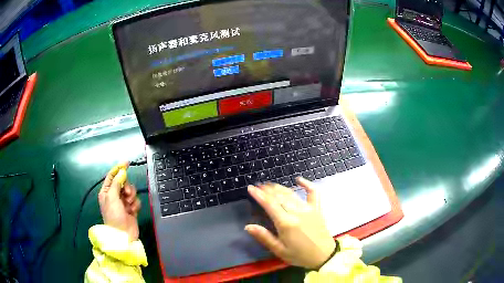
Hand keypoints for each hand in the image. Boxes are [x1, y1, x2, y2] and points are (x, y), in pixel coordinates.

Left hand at [98, 162, 141, 240]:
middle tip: (127, 194)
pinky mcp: (131, 209)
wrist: (123, 235)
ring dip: (131, 197)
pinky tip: (133, 211)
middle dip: (127, 187)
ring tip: (129, 205)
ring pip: (131, 191)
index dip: (118, 169)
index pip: (112, 176)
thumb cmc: (114, 215)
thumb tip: (122, 172)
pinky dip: (135, 205)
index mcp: (106, 192)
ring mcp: (123, 203)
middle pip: (123, 183)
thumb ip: (117, 183)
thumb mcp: (112, 197)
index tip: (127, 163)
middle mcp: (114, 196)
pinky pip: (135, 201)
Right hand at [245, 178, 335, 268]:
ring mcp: (309, 208)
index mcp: (286, 223)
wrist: (324, 255)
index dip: (259, 195)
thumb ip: (264, 237)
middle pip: (280, 196)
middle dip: (267, 190)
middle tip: (258, 186)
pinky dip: (306, 184)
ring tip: (270, 185)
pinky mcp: (317, 208)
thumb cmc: (300, 255)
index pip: (270, 204)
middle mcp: (297, 212)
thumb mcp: (280, 250)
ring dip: (280, 187)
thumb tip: (248, 226)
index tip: (251, 188)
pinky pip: (313, 192)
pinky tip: (299, 179)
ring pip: (291, 193)